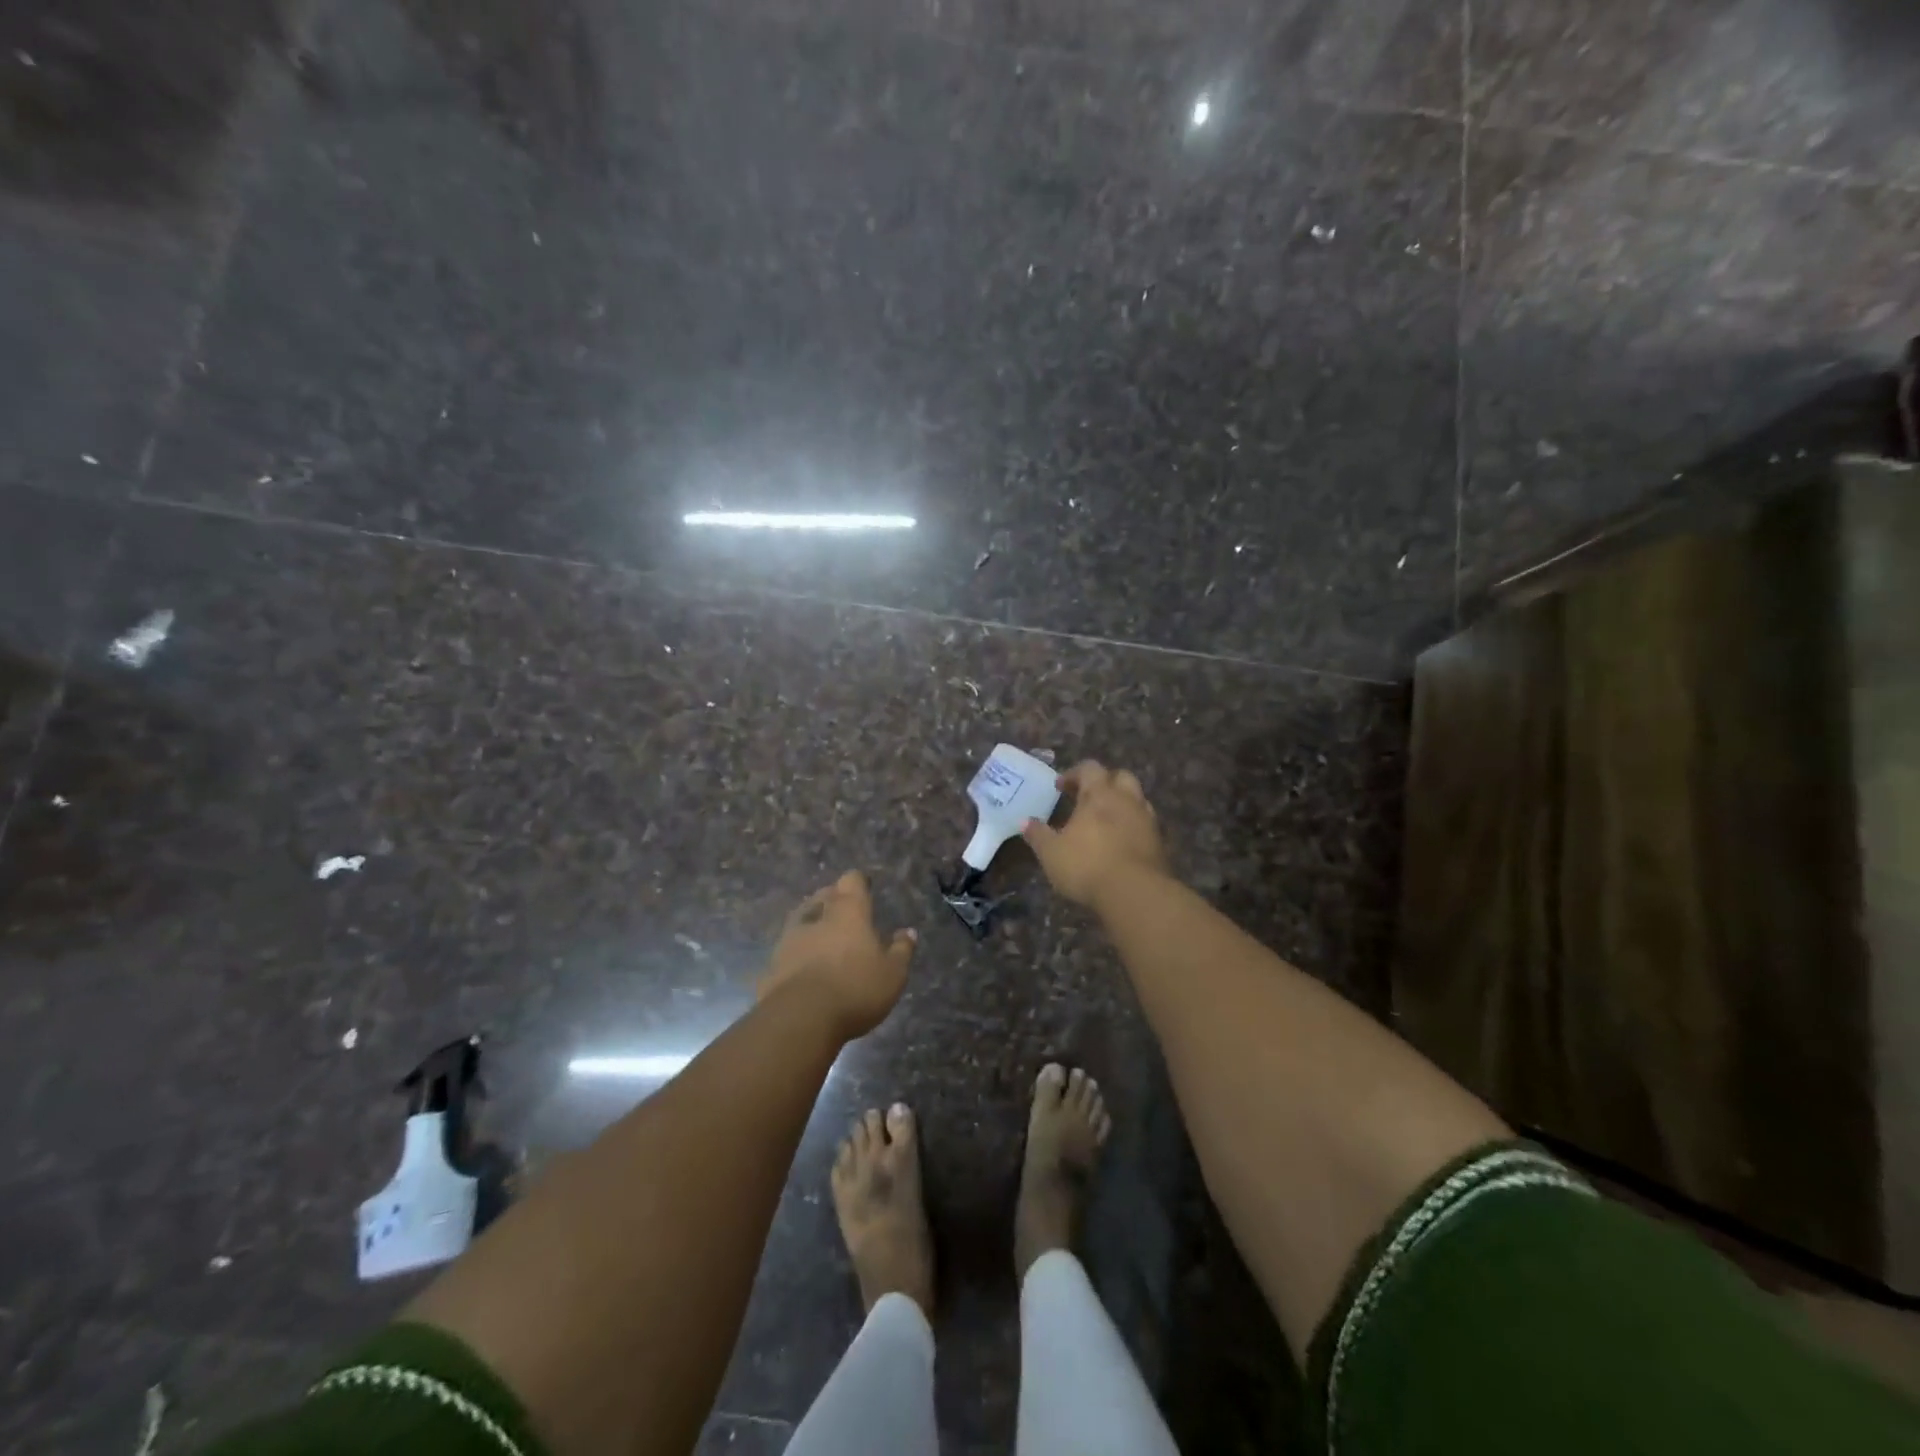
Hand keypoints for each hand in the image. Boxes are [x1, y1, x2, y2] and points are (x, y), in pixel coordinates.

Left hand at [759, 871, 915, 1038]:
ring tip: (824, 939)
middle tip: (847, 915)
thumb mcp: (892, 974)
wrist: (799, 1018)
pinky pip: (788, 950)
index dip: (859, 883)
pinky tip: (805, 968)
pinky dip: (797, 953)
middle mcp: (817, 916)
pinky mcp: (772, 964)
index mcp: (848, 911)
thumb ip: (901, 950)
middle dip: (834, 900)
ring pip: (802, 919)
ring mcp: (789, 939)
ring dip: (813, 925)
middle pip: (824, 896)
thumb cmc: (855, 988)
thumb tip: (908, 932)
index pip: (852, 880)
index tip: (865, 889)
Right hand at [1021, 760, 1169, 909]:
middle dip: (1104, 782)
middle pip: (1120, 777)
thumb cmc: (1087, 865)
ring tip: (1105, 821)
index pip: (1089, 768)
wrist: (1135, 893)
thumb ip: (1038, 835)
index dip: (1074, 774)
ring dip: (1122, 804)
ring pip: (1137, 799)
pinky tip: (1120, 843)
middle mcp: (1127, 800)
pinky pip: (1145, 824)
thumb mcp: (1051, 853)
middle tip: (1088, 798)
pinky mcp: (1160, 843)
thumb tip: (1025, 822)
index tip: (1061, 787)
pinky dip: (1132, 826)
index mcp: (1100, 794)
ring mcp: (1147, 820)